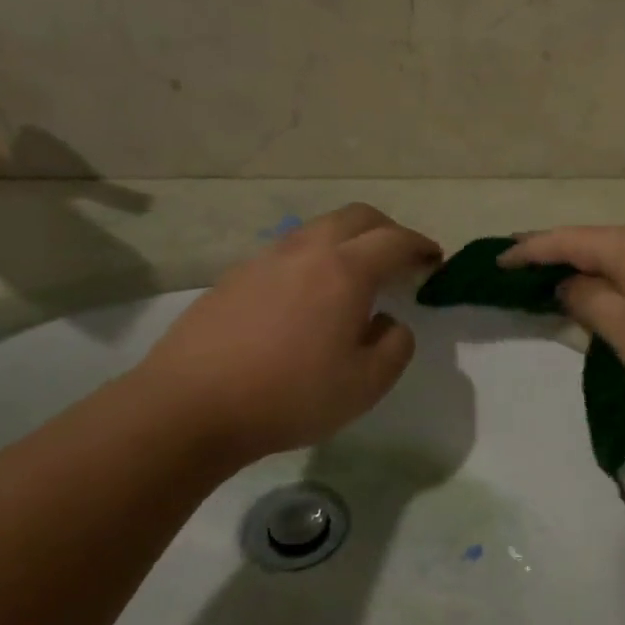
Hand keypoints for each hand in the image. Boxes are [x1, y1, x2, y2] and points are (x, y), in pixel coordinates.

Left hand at [135, 204, 441, 465]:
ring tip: (354, 275)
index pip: (395, 240)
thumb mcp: (367, 384)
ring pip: (317, 229)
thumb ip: (396, 345)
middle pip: (357, 217)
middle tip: (400, 258)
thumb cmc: (290, 395)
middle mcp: (306, 251)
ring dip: (347, 240)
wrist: (189, 407)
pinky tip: (307, 296)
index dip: (421, 246)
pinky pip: (287, 251)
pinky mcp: (234, 277)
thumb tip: (389, 322)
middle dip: (387, 230)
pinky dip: (313, 258)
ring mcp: (265, 259)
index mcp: (346, 270)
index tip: (435, 260)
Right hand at [500, 225, 624, 419]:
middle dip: (559, 255)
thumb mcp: (624, 330)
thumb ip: (588, 300)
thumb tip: (568, 281)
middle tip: (525, 273)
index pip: (567, 239)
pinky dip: (621, 278)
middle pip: (596, 241)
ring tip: (564, 284)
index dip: (529, 250)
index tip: (497, 262)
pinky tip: (616, 296)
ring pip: (624, 254)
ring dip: (592, 267)